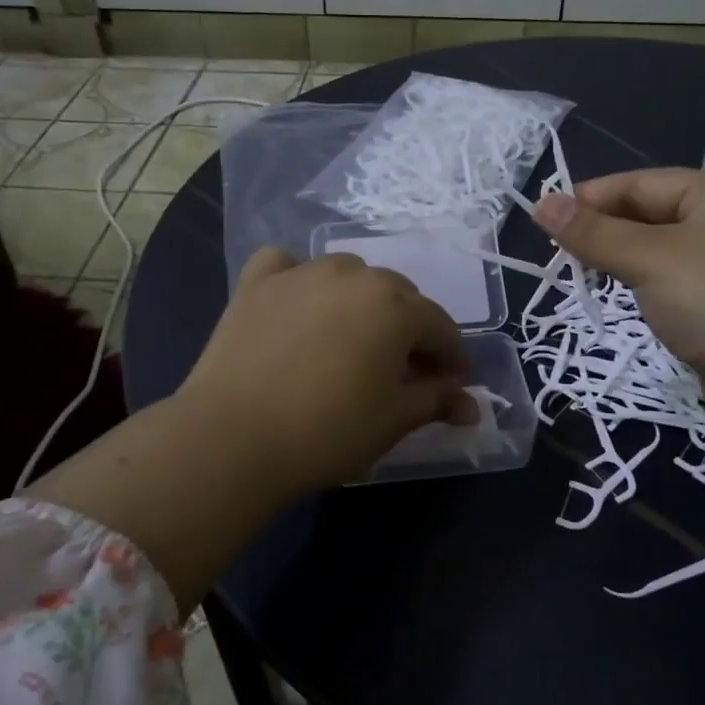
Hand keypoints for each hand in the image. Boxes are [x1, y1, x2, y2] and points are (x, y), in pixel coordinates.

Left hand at [178, 246, 476, 497]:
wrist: (233, 437)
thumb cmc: (328, 431)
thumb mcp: (394, 420)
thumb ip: (436, 400)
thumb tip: (470, 405)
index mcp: (395, 306)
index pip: (440, 325)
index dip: (452, 357)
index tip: (452, 385)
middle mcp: (353, 275)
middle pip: (397, 297)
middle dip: (410, 330)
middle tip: (404, 371)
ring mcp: (301, 273)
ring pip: (348, 276)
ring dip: (362, 303)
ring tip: (353, 341)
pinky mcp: (256, 283)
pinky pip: (288, 266)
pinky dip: (301, 281)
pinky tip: (299, 304)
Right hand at [538, 167, 704, 595]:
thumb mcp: (648, 259)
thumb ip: (593, 233)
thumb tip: (541, 202)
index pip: (641, 183)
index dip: (591, 196)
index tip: (546, 218)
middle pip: (650, 213)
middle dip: (603, 228)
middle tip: (557, 251)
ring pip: (658, 250)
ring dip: (620, 258)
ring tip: (580, 272)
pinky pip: (671, 281)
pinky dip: (642, 284)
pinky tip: (621, 296)